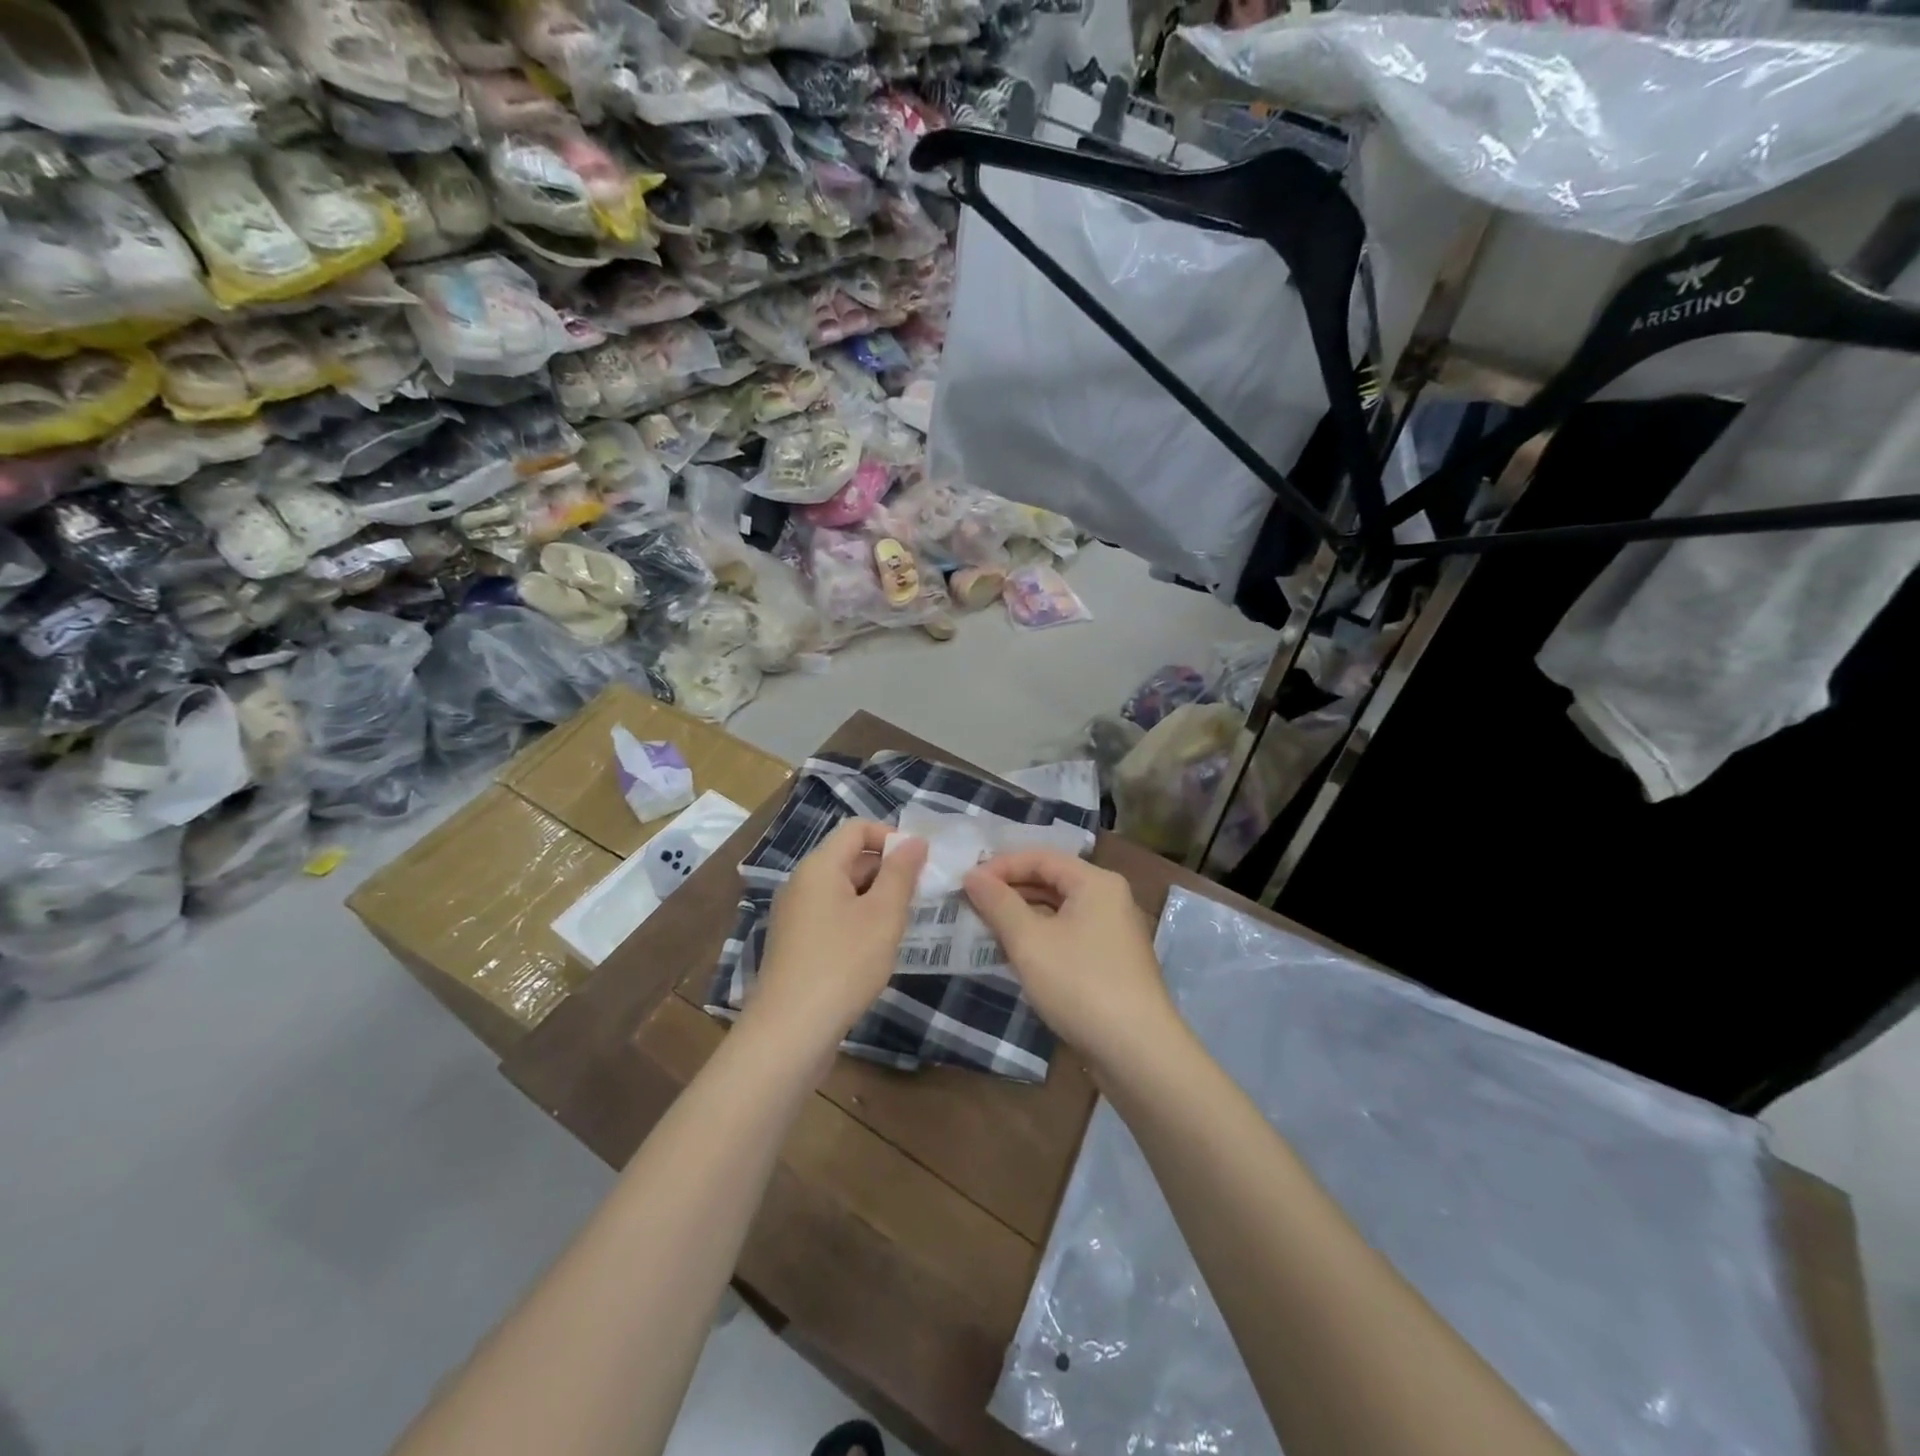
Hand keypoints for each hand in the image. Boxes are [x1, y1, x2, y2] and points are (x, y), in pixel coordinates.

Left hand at [745, 820, 927, 1053]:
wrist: (790, 1032)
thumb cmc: (843, 964)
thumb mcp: (883, 915)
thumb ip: (901, 873)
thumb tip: (914, 840)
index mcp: (819, 866)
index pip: (857, 828)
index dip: (892, 837)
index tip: (920, 864)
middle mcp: (802, 883)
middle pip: (849, 857)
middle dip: (887, 870)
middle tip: (918, 898)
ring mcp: (795, 915)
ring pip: (843, 890)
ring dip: (875, 898)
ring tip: (900, 926)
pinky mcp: (796, 944)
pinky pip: (832, 915)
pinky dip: (858, 921)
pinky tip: (875, 950)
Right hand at [963, 851, 1177, 1071]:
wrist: (1137, 1052)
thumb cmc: (1080, 984)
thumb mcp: (1030, 941)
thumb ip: (998, 904)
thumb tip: (973, 875)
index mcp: (1095, 882)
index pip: (1041, 857)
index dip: (1000, 866)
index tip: (966, 882)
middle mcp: (1109, 898)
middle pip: (1051, 880)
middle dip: (1009, 890)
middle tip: (970, 903)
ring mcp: (1113, 932)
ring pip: (1059, 910)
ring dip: (1021, 915)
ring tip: (984, 926)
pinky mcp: (1110, 961)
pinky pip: (1068, 935)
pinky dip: (1040, 937)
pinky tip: (1013, 954)